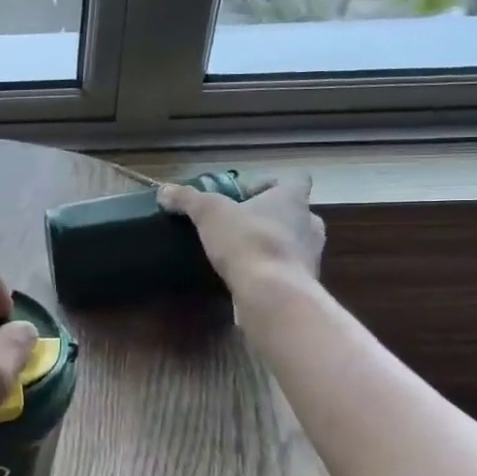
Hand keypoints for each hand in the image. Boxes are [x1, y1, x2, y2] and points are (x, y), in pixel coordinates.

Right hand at [157, 174, 324, 298]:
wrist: (273, 294)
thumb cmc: (247, 241)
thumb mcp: (209, 213)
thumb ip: (188, 199)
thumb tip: (164, 190)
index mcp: (292, 199)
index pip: (295, 181)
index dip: (269, 184)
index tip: (245, 194)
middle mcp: (309, 224)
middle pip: (294, 212)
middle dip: (269, 216)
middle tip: (239, 223)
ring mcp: (311, 256)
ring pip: (293, 242)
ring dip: (271, 244)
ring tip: (240, 252)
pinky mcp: (305, 284)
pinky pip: (287, 269)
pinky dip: (270, 270)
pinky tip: (246, 276)